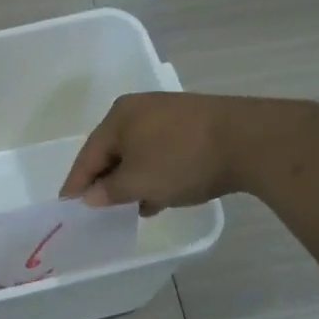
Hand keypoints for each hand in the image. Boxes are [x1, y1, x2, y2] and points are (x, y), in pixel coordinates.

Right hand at [59, 93, 244, 214]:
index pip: (88, 155)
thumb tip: (91, 196)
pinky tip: (159, 196)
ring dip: (132, 181)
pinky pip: (161, 152)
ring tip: (130, 208)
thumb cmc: (182, 160)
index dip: (76, 183)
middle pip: (112, 152)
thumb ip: (109, 192)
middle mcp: (140, 109)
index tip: (67, 206)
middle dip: (106, 182)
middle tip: (98, 209)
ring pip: (138, 154)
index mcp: (119, 117)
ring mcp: (169, 115)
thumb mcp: (139, 183)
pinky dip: (155, 173)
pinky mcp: (194, 124)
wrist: (251, 141)